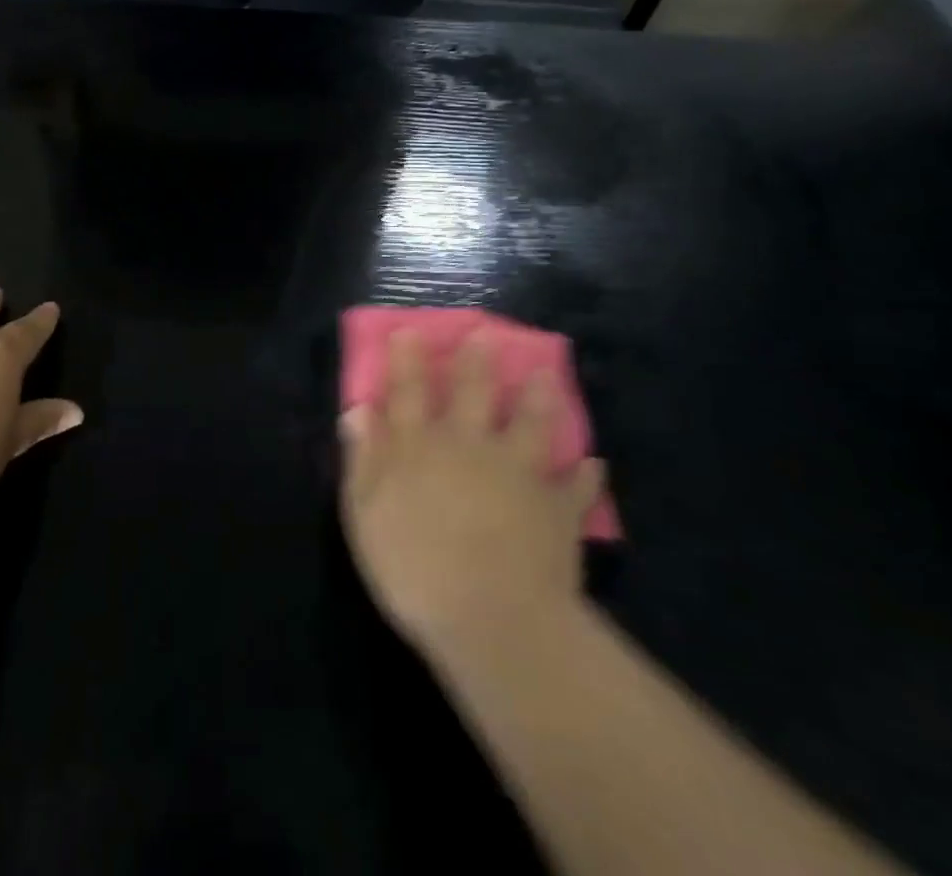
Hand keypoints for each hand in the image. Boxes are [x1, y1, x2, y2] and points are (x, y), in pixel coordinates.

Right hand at [340, 330, 602, 660]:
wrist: (493, 619)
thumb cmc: (414, 569)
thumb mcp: (365, 515)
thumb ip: (363, 459)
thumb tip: (357, 411)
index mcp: (418, 447)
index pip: (408, 392)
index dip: (407, 360)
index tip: (412, 331)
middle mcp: (468, 446)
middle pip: (473, 393)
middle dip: (476, 362)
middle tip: (486, 334)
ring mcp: (517, 473)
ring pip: (531, 424)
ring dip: (538, 398)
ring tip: (546, 375)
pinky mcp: (556, 508)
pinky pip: (575, 486)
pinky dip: (585, 475)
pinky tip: (594, 463)